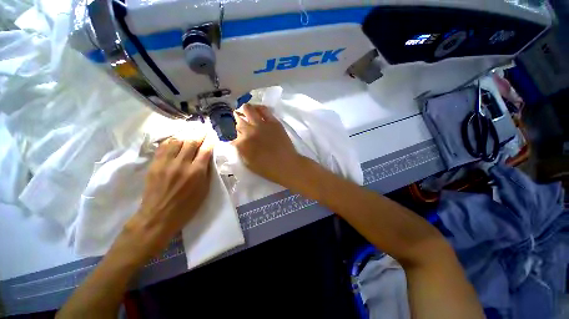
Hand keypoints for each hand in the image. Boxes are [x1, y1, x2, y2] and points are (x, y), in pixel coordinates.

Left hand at [110, 133, 213, 264]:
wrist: (158, 216)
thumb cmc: (187, 206)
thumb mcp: (204, 190)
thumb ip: (206, 172)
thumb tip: (208, 158)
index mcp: (196, 172)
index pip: (205, 149)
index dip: (210, 140)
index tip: (213, 134)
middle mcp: (182, 164)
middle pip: (191, 142)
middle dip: (199, 133)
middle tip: (204, 127)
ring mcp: (166, 163)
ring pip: (177, 141)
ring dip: (186, 133)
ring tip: (192, 129)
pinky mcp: (154, 165)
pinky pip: (164, 147)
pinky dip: (172, 140)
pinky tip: (177, 137)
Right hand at [233, 104, 304, 186]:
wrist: (286, 165)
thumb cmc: (267, 168)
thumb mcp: (248, 163)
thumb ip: (240, 150)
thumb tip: (235, 141)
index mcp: (241, 144)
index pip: (230, 133)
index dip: (230, 133)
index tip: (232, 132)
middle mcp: (248, 131)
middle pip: (237, 120)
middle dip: (235, 119)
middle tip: (237, 120)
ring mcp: (261, 125)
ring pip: (247, 109)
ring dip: (244, 109)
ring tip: (244, 111)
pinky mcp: (273, 122)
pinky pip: (263, 109)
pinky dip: (258, 108)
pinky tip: (256, 109)